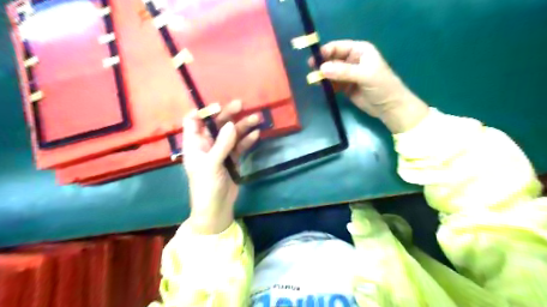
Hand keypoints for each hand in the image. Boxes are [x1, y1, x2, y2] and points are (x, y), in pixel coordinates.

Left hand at [182, 100, 259, 232]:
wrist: (216, 209)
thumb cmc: (207, 187)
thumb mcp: (212, 165)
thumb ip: (222, 144)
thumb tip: (232, 124)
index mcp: (195, 144)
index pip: (193, 121)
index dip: (203, 111)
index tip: (217, 105)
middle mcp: (207, 145)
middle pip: (216, 125)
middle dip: (229, 114)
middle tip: (242, 105)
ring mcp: (221, 152)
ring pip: (231, 134)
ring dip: (243, 126)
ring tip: (257, 118)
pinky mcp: (232, 159)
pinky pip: (240, 146)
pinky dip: (247, 140)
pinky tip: (256, 134)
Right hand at [310, 39, 428, 132]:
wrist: (389, 107)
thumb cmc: (382, 86)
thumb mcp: (364, 75)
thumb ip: (343, 71)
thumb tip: (322, 69)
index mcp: (360, 51)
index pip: (338, 47)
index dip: (325, 52)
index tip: (314, 60)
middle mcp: (352, 60)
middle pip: (332, 59)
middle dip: (322, 64)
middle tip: (312, 72)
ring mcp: (348, 74)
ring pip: (331, 72)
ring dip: (323, 76)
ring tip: (315, 81)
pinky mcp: (346, 86)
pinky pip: (333, 83)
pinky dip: (327, 85)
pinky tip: (323, 88)